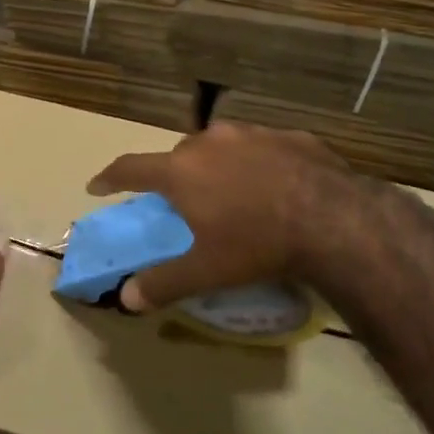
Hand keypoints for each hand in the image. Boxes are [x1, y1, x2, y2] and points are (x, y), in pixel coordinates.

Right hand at [87, 121, 364, 311]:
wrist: (336, 221)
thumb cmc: (258, 244)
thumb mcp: (207, 271)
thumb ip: (163, 283)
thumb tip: (127, 299)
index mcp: (181, 170)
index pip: (131, 168)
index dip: (110, 177)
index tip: (97, 186)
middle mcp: (210, 142)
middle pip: (179, 155)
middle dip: (175, 175)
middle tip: (185, 202)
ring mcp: (252, 134)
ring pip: (221, 146)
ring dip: (218, 166)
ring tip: (235, 194)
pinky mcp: (290, 135)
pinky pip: (262, 148)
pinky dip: (259, 164)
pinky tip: (277, 187)